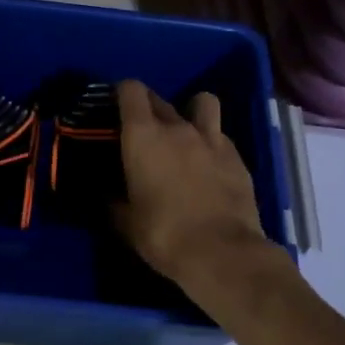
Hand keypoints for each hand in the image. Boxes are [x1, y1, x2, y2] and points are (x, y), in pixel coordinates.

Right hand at [115, 81, 289, 311]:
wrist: (223, 253)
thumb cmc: (164, 235)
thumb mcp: (126, 222)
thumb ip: (114, 200)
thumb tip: (107, 195)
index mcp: (143, 136)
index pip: (130, 90)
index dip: (122, 92)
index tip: (115, 106)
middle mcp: (177, 127)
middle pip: (159, 98)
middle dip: (148, 106)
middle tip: (143, 129)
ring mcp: (212, 139)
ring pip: (203, 103)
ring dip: (192, 110)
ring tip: (186, 131)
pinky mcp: (237, 157)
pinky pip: (221, 136)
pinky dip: (212, 143)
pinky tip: (209, 164)